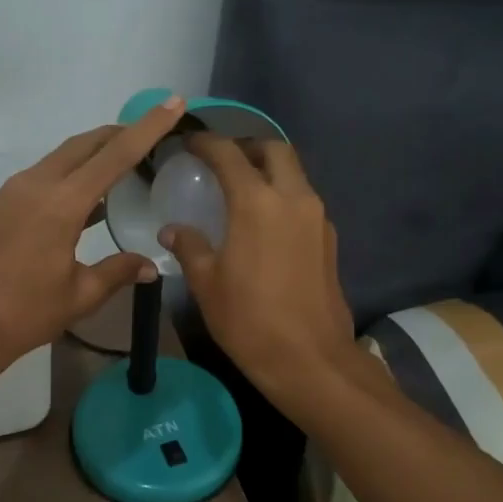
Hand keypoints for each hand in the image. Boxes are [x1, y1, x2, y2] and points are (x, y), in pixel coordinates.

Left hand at [0, 97, 186, 375]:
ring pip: (62, 157)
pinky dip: (71, 174)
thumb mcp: (80, 296)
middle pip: (85, 145)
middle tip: (152, 135)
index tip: (173, 103)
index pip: (115, 155)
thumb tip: (150, 266)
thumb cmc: (24, 314)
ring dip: (93, 153)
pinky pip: (45, 175)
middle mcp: (36, 186)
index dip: (148, 128)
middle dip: (120, 134)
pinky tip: (87, 197)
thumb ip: (117, 272)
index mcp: (61, 204)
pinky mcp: (1, 205)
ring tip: (124, 163)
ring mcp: (14, 192)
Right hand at [161, 135, 358, 408]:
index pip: (229, 154)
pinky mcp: (329, 239)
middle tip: (222, 162)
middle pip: (274, 150)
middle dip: (247, 147)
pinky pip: (304, 200)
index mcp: (257, 203)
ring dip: (269, 171)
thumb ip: (190, 247)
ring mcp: (317, 217)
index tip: (189, 142)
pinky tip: (264, 222)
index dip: (206, 142)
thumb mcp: (207, 284)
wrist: (310, 359)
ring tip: (241, 190)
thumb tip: (173, 230)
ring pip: (295, 174)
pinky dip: (283, 196)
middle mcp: (293, 198)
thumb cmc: (249, 320)